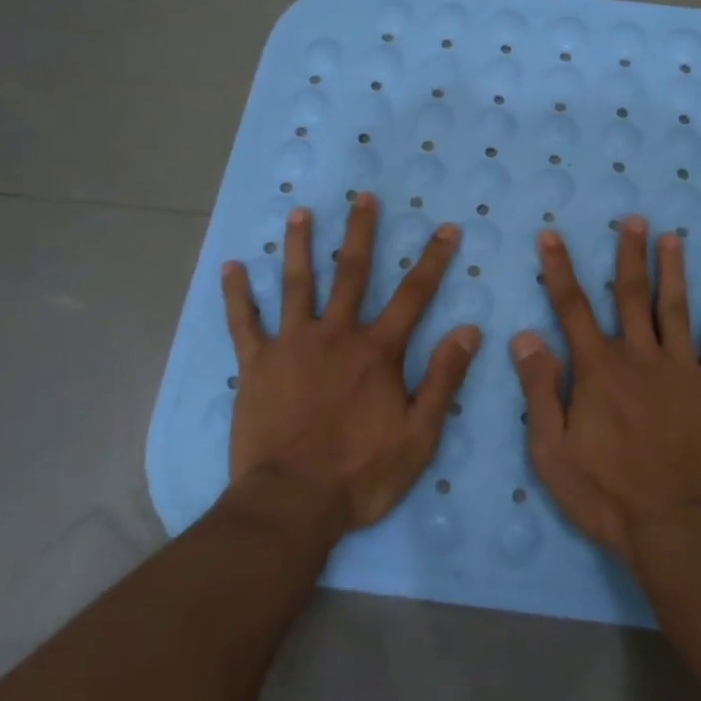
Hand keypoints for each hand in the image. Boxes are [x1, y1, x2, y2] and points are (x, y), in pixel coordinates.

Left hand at [221, 194, 481, 535]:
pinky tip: (230, 267)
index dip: (433, 260)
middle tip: (363, 196)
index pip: (413, 295)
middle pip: (351, 273)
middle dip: (361, 232)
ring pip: (296, 284)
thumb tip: (469, 330)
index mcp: (376, 351)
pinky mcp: (255, 365)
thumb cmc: (361, 474)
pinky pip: (243, 323)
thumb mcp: (420, 434)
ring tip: (299, 212)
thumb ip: (444, 378)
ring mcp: (291, 346)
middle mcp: (335, 335)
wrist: (291, 504)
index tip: (446, 228)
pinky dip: (236, 294)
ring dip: (299, 245)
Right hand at [513, 216, 700, 564]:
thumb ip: (539, 389)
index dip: (559, 269)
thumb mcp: (551, 450)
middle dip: (629, 255)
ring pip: (675, 309)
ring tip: (673, 237)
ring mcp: (681, 370)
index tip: (552, 236)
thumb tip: (526, 336)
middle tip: (634, 219)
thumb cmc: (604, 493)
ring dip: (673, 270)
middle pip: (631, 295)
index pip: (572, 307)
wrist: (673, 527)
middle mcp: (639, 357)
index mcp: (597, 369)